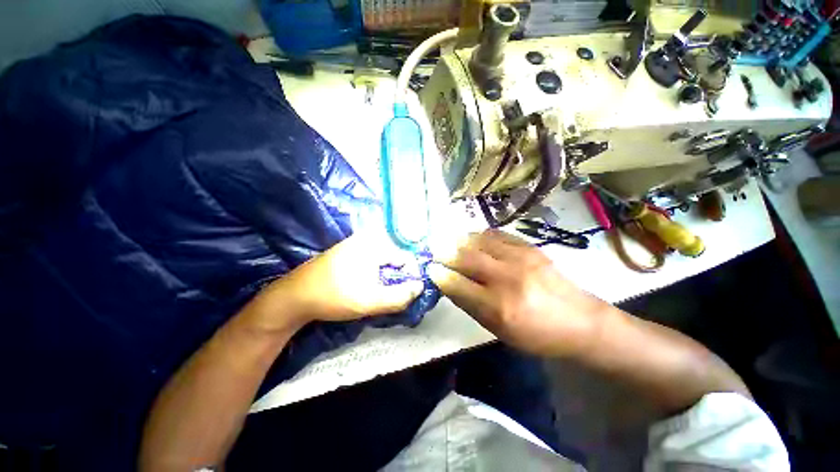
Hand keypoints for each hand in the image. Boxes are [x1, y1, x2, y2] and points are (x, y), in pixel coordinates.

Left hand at [244, 230, 424, 331]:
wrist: (294, 296)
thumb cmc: (333, 297)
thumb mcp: (369, 301)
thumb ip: (399, 296)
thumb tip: (420, 286)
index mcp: (374, 245)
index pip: (406, 257)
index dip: (411, 276)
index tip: (407, 293)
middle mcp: (367, 238)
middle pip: (396, 256)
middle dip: (399, 275)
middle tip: (394, 293)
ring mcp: (356, 242)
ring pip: (384, 258)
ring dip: (388, 274)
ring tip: (381, 290)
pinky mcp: (349, 249)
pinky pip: (373, 258)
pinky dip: (377, 270)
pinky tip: (369, 283)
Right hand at [428, 230, 608, 357]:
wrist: (581, 321)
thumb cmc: (537, 335)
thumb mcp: (499, 331)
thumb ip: (471, 305)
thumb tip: (449, 283)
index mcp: (498, 307)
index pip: (457, 284)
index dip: (439, 275)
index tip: (430, 269)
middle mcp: (507, 279)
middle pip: (465, 258)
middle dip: (444, 252)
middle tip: (434, 250)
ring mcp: (520, 258)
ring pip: (479, 241)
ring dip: (460, 240)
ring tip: (450, 242)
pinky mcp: (530, 247)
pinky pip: (497, 235)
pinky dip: (480, 236)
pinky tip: (474, 239)